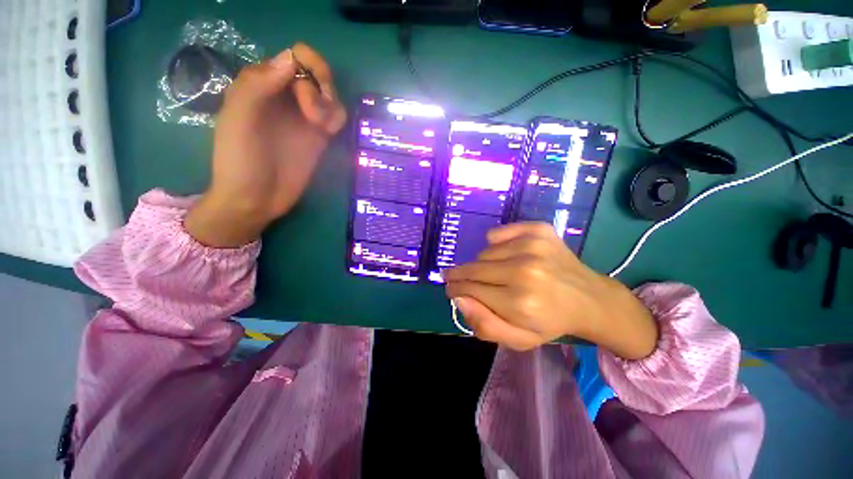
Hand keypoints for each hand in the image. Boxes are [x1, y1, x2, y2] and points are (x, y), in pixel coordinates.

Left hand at [185, 44, 346, 246]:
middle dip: (322, 89)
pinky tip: (328, 133)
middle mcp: (285, 96)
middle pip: (318, 73)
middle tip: (314, 118)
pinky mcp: (318, 137)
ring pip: (331, 95)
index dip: (307, 69)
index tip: (303, 95)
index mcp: (261, 85)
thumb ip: (257, 86)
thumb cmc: (240, 161)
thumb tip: (291, 59)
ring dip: (331, 106)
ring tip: (321, 129)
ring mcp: (304, 117)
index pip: (295, 56)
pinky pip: (336, 117)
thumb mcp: (238, 120)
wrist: (256, 199)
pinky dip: (337, 119)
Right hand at [445, 223, 658, 358]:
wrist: (589, 298)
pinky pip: (497, 233)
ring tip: (497, 273)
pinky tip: (506, 254)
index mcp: (519, 301)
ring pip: (484, 252)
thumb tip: (459, 299)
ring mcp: (531, 245)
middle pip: (473, 267)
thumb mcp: (518, 339)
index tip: (451, 289)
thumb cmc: (550, 321)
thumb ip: (485, 325)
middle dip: (461, 275)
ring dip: (484, 264)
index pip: (469, 289)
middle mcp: (524, 269)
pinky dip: (495, 243)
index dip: (455, 289)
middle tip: (460, 279)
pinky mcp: (537, 230)